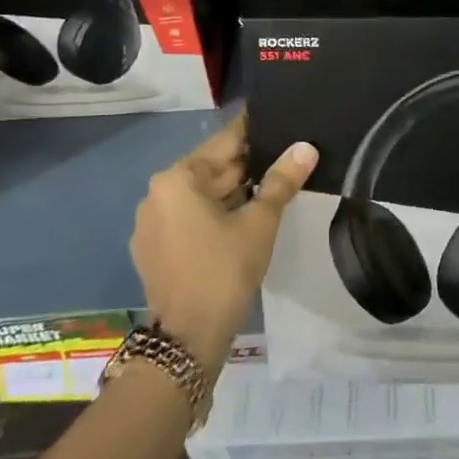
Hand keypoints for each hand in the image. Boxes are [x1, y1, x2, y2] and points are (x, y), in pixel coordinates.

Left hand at [129, 112, 316, 370]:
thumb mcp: (259, 223)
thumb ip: (282, 181)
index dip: (254, 131)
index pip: (224, 142)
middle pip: (211, 169)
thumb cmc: (224, 271)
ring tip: (273, 185)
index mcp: (177, 179)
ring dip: (233, 192)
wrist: (187, 339)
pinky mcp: (153, 249)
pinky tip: (244, 219)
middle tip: (286, 155)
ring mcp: (151, 224)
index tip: (278, 118)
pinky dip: (215, 214)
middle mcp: (157, 194)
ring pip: (201, 196)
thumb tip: (306, 147)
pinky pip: (189, 218)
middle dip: (247, 165)